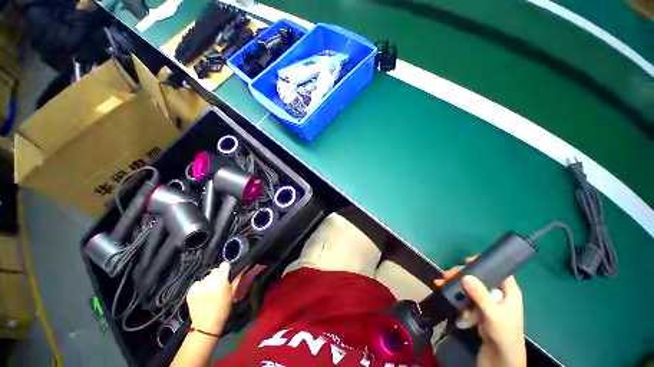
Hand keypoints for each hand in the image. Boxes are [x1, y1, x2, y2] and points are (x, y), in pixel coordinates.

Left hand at [186, 262, 239, 333]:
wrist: (206, 324)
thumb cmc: (223, 308)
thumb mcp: (233, 293)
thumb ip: (237, 278)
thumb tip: (243, 267)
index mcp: (221, 279)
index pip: (224, 265)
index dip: (226, 269)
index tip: (227, 275)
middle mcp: (209, 279)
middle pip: (215, 270)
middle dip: (218, 276)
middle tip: (220, 286)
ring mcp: (199, 285)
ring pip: (206, 277)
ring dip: (209, 281)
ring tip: (211, 291)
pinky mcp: (190, 291)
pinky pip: (197, 283)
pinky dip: (200, 287)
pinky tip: (202, 294)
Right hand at [434, 257, 525, 366]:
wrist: (500, 360)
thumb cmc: (504, 335)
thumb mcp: (494, 315)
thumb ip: (481, 296)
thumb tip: (466, 276)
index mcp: (509, 293)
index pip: (499, 271)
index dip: (484, 264)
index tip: (465, 261)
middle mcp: (498, 295)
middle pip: (480, 279)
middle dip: (462, 276)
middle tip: (446, 275)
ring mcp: (488, 304)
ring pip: (470, 289)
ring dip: (455, 287)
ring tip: (440, 284)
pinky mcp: (479, 312)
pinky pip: (467, 300)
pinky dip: (457, 299)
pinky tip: (448, 299)